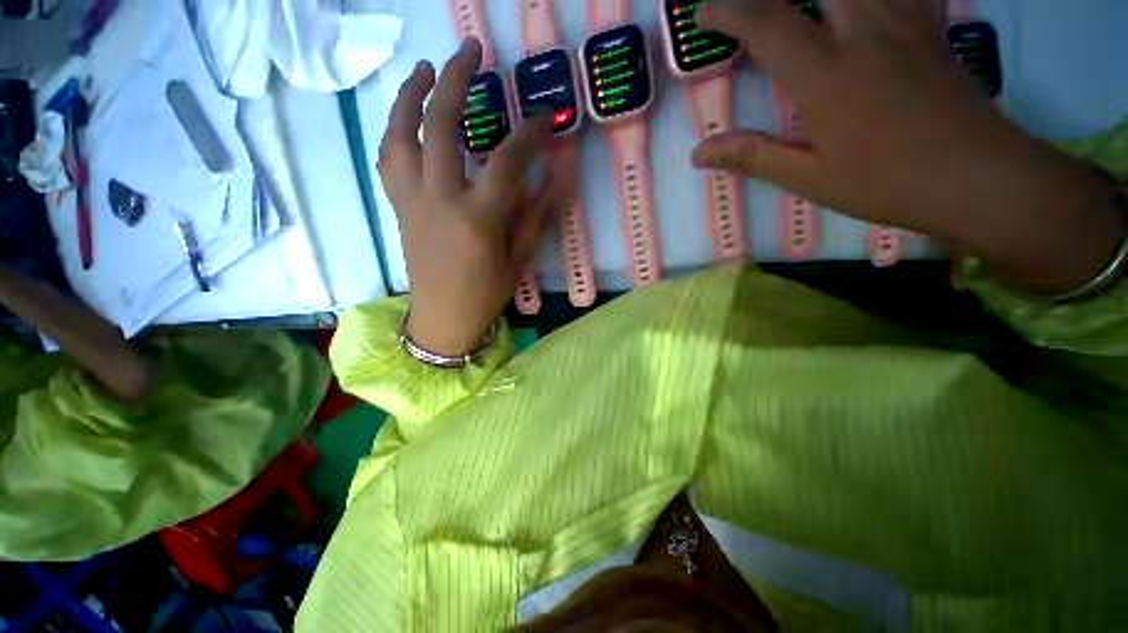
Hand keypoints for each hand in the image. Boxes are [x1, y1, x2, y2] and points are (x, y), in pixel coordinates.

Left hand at [379, 38, 567, 355]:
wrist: (442, 319)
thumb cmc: (485, 294)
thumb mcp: (518, 258)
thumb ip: (535, 214)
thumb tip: (556, 176)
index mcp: (477, 218)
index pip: (507, 161)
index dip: (529, 134)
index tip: (544, 117)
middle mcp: (440, 200)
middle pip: (441, 125)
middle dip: (457, 80)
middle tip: (471, 51)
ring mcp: (412, 201)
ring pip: (401, 134)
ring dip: (410, 94)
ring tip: (425, 68)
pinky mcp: (399, 207)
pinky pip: (389, 159)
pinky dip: (395, 129)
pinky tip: (406, 117)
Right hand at [693, 0, 1124, 292]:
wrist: (978, 177)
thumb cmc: (887, 182)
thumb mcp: (809, 178)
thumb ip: (752, 156)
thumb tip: (699, 153)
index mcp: (827, 72)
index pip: (766, 23)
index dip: (728, 9)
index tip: (703, 12)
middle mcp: (863, 29)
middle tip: (753, 3)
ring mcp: (903, 18)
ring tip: (804, 6)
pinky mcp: (930, 23)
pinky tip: (862, 4)